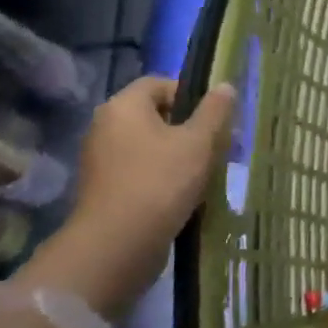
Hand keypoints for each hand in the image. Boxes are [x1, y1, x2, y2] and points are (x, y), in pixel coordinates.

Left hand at [12, 77, 237, 320]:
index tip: (217, 118)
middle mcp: (106, 127)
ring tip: (210, 173)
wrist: (117, 244)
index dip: (192, 95)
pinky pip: (143, 170)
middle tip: (221, 147)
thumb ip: (215, 111)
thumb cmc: (161, 182)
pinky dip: (166, 176)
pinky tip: (189, 195)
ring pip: (153, 145)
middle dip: (192, 128)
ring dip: (183, 155)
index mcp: (123, 106)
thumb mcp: (199, 142)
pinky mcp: (107, 189)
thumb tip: (225, 86)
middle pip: (157, 115)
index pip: (161, 83)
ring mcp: (103, 160)